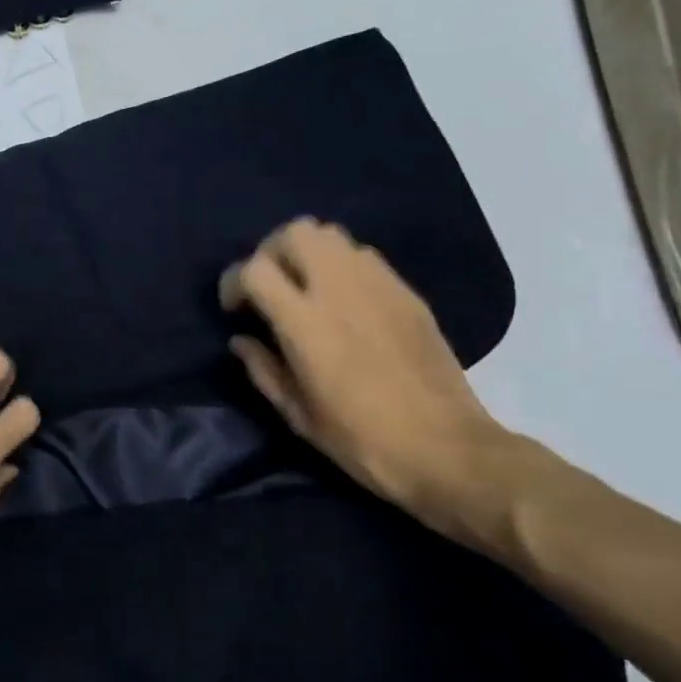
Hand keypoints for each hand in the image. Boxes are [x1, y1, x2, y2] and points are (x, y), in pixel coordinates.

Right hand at [219, 218, 512, 535]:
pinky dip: (340, 265)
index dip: (234, 281)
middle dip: (271, 251)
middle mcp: (340, 289)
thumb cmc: (361, 440)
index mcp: (305, 323)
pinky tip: (343, 301)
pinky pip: (363, 256)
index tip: (236, 309)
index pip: (255, 270)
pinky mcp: (406, 292)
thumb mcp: (297, 414)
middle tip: (268, 286)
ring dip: (307, 253)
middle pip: (295, 232)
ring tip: (304, 288)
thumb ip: (262, 369)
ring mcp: (378, 285)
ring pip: (331, 235)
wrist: (446, 449)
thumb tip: (241, 341)